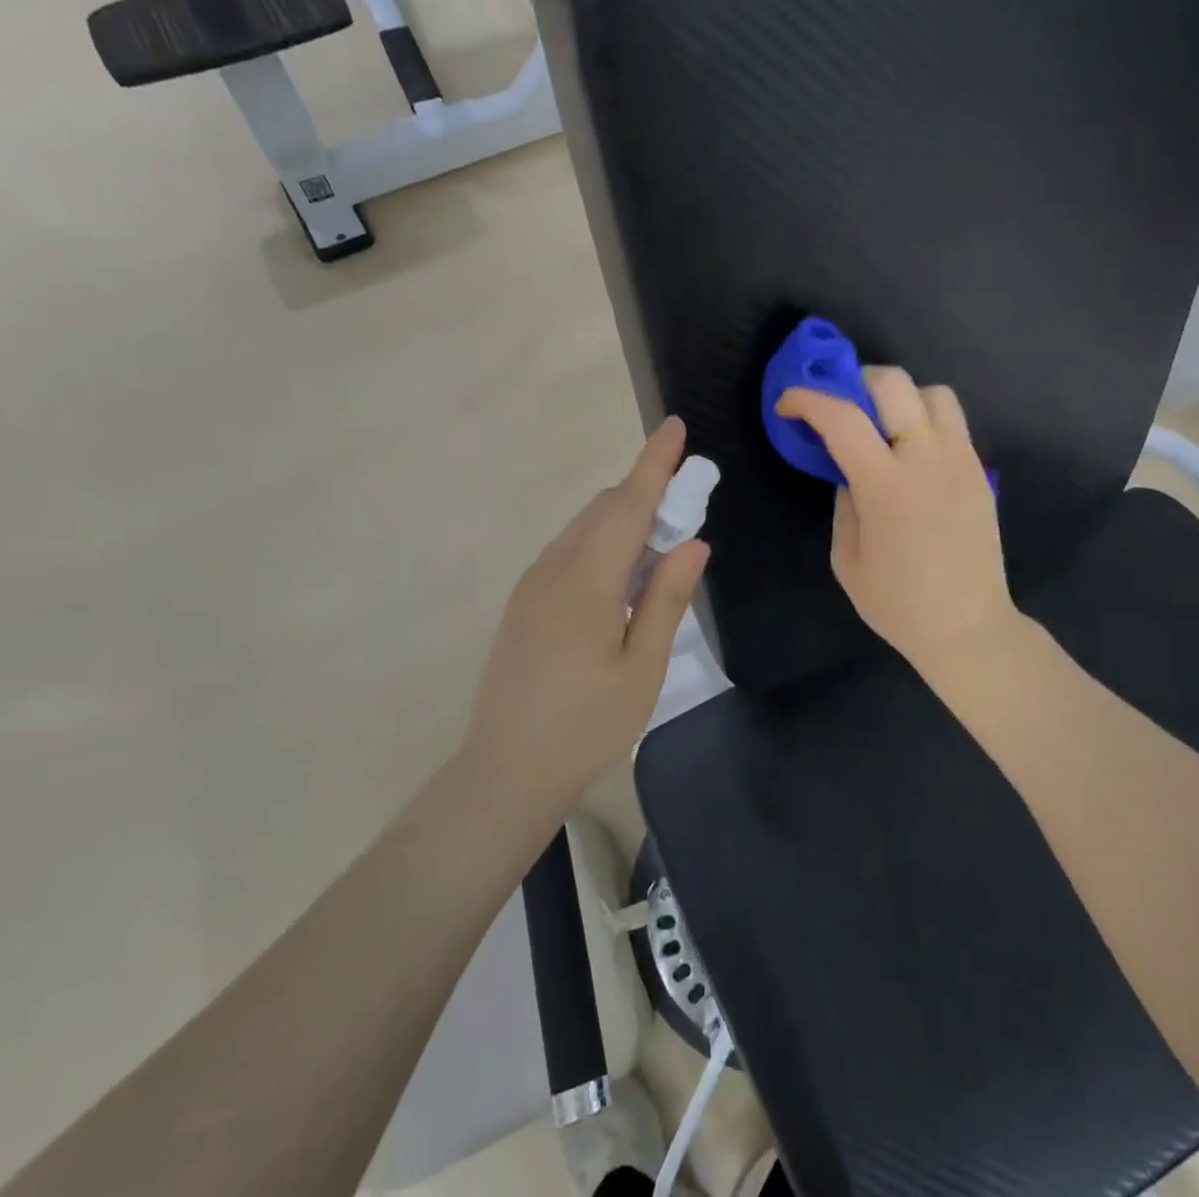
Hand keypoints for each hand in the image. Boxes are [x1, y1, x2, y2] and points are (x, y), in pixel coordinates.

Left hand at [464, 418, 710, 809]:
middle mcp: (554, 569)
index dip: (655, 463)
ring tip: (661, 546)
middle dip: (646, 493)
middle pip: (604, 509)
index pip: (627, 504)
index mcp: (587, 581)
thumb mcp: (642, 668)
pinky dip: (603, 545)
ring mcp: (532, 585)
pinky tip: (623, 578)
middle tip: (687, 504)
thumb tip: (693, 543)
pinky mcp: (524, 603)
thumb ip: (667, 599)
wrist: (505, 772)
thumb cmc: (586, 726)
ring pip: (584, 529)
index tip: (675, 426)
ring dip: (624, 520)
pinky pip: (570, 553)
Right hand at [777, 367, 1017, 678]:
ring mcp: (961, 461)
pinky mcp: (980, 472)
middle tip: (840, 405)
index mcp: (886, 486)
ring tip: (883, 425)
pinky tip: (911, 454)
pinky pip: (953, 424)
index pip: (842, 419)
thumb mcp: (847, 559)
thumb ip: (844, 503)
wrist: (968, 627)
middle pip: (894, 383)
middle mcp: (927, 460)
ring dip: (901, 397)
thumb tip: (849, 472)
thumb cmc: (898, 604)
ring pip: (934, 393)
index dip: (808, 400)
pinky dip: (925, 421)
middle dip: (856, 380)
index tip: (788, 402)